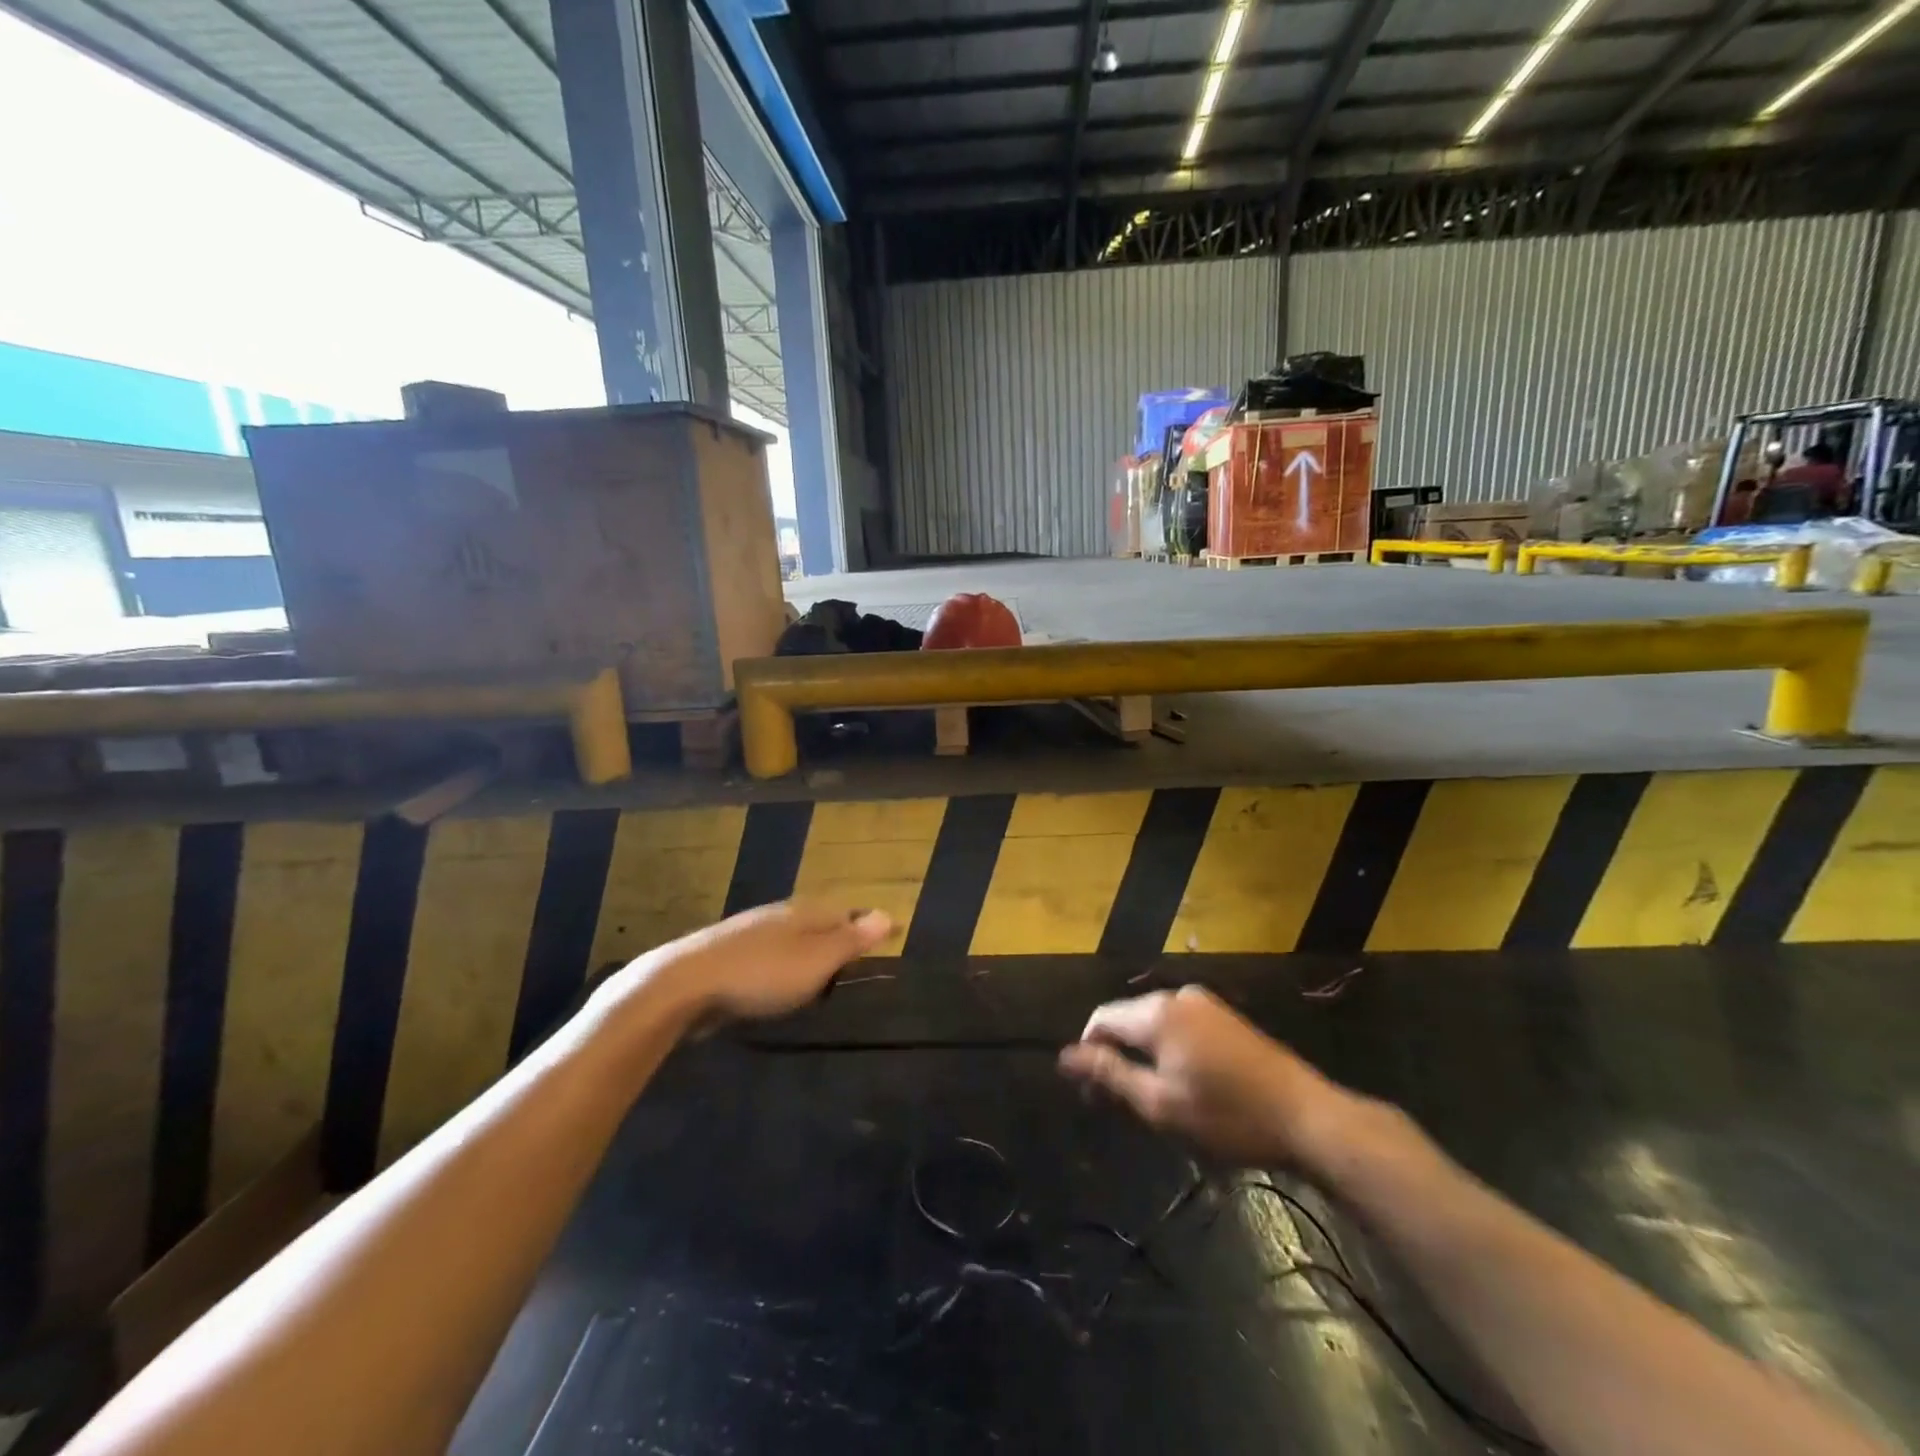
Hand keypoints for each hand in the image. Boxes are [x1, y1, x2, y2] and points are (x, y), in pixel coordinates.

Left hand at [616, 900, 895, 1021]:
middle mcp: (780, 916)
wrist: (684, 984)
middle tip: (858, 958)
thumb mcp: (816, 960)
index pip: (848, 913)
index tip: (889, 937)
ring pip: (792, 939)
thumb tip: (888, 913)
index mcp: (806, 912)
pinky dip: (783, 966)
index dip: (868, 927)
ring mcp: (751, 933)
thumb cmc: (762, 973)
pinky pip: (769, 957)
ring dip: (809, 952)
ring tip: (823, 973)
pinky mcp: (728, 956)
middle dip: (839, 936)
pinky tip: (778, 982)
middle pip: (820, 922)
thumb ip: (851, 939)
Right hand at [1058, 985, 1355, 1168]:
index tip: (1090, 1096)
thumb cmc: (1226, 1116)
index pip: (1101, 1019)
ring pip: (1154, 1024)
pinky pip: (1179, 1026)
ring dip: (1143, 1055)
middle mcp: (1176, 996)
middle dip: (1116, 1055)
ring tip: (1153, 1099)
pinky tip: (1184, 1084)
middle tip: (1121, 1105)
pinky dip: (1169, 1050)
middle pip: (1127, 1019)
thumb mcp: (1160, 1105)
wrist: (1305, 1116)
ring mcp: (1205, 1003)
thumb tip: (1066, 1056)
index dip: (1088, 1053)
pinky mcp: (1225, 1016)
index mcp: (1156, 1013)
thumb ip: (1110, 1075)